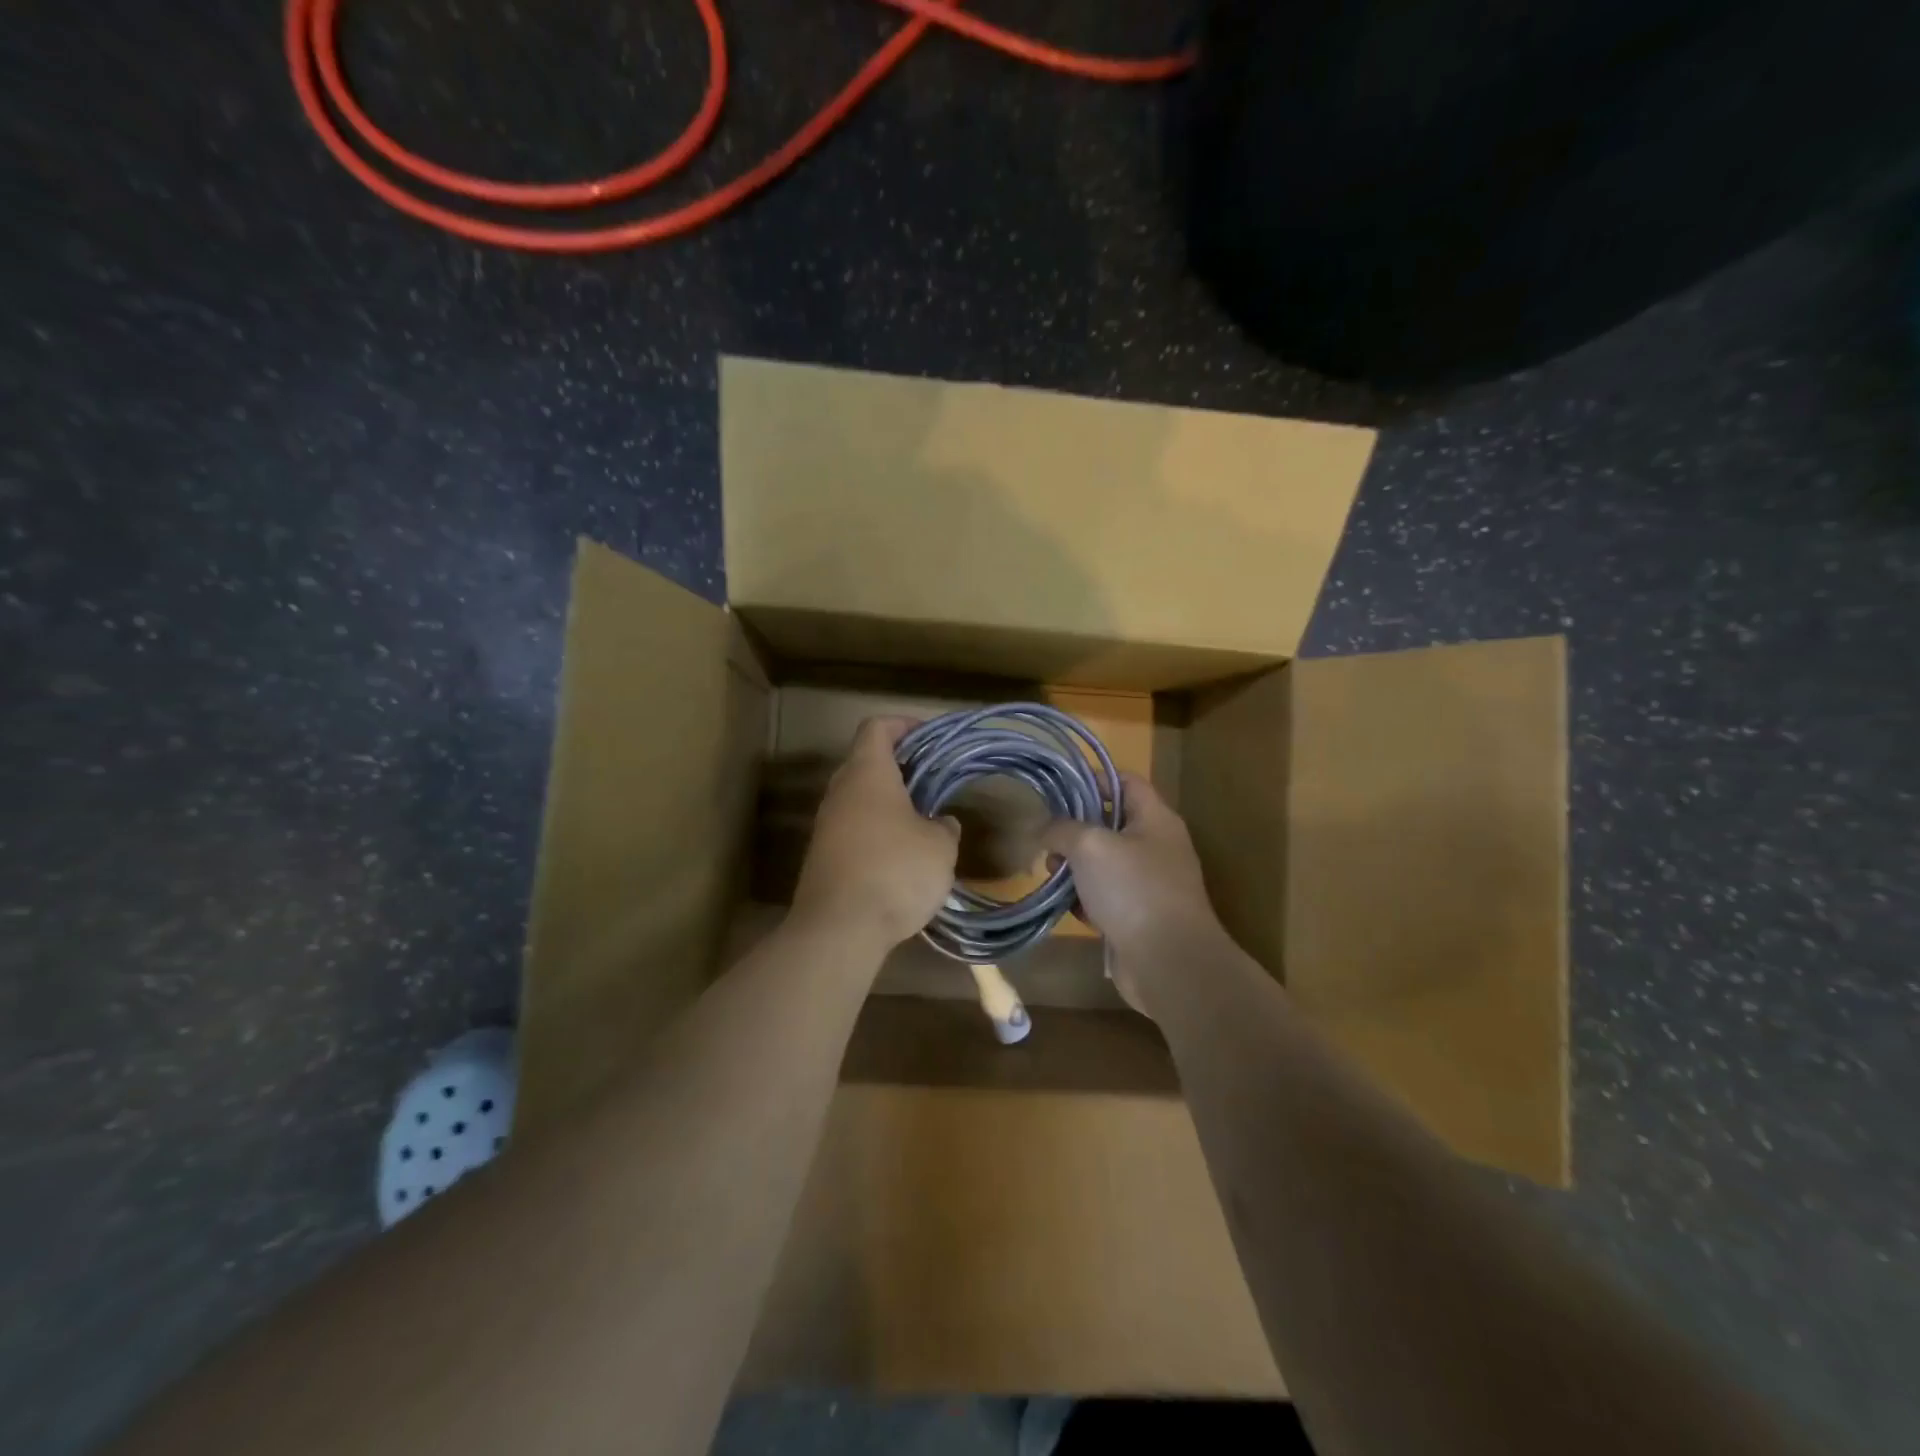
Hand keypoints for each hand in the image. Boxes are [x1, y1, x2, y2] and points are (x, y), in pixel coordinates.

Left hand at [792, 717, 960, 949]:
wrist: (839, 928)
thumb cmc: (895, 871)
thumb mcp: (939, 847)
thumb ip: (944, 827)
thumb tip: (941, 824)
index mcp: (867, 773)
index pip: (877, 727)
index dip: (903, 725)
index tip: (929, 737)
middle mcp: (840, 791)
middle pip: (866, 761)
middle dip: (901, 766)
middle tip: (934, 780)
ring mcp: (827, 825)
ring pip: (860, 798)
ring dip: (889, 802)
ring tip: (924, 820)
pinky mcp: (823, 856)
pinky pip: (854, 828)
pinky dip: (877, 830)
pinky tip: (902, 855)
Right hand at [1040, 774, 1225, 1011]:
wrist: (1168, 962)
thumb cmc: (1133, 889)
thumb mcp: (1090, 846)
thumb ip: (1062, 829)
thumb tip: (1044, 828)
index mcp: (1156, 819)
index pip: (1125, 781)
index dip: (1093, 778)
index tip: (1058, 788)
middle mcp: (1157, 846)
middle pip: (1111, 823)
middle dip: (1076, 828)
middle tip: (1047, 837)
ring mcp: (1150, 884)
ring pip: (1105, 863)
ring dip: (1076, 866)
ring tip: (1051, 872)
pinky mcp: (1140, 916)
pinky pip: (1107, 897)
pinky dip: (1087, 899)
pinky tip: (1069, 907)